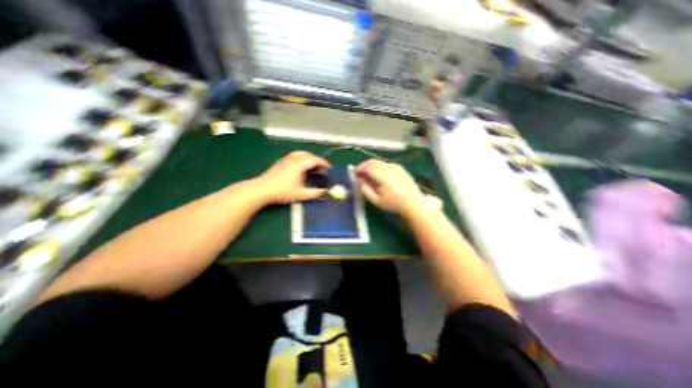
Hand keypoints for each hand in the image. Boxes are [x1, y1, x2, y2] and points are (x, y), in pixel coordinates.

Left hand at [254, 151, 330, 205]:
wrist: (261, 189)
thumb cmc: (282, 192)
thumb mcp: (301, 194)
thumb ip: (315, 193)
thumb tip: (325, 192)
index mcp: (299, 164)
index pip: (315, 160)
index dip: (324, 163)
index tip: (329, 168)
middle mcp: (293, 159)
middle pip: (308, 155)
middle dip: (317, 160)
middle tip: (321, 168)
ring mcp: (285, 159)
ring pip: (300, 154)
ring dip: (309, 158)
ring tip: (312, 167)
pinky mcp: (280, 162)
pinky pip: (294, 156)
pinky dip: (301, 159)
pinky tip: (300, 168)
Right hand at [356, 158, 426, 215]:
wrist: (413, 203)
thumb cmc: (393, 204)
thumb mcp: (376, 200)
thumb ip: (365, 189)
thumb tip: (359, 180)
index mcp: (382, 175)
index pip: (366, 166)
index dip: (358, 169)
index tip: (354, 174)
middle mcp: (388, 167)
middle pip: (372, 162)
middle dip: (364, 166)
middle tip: (359, 173)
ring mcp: (395, 166)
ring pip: (379, 162)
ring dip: (371, 166)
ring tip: (368, 174)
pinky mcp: (400, 168)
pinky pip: (386, 164)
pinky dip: (379, 166)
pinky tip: (380, 174)